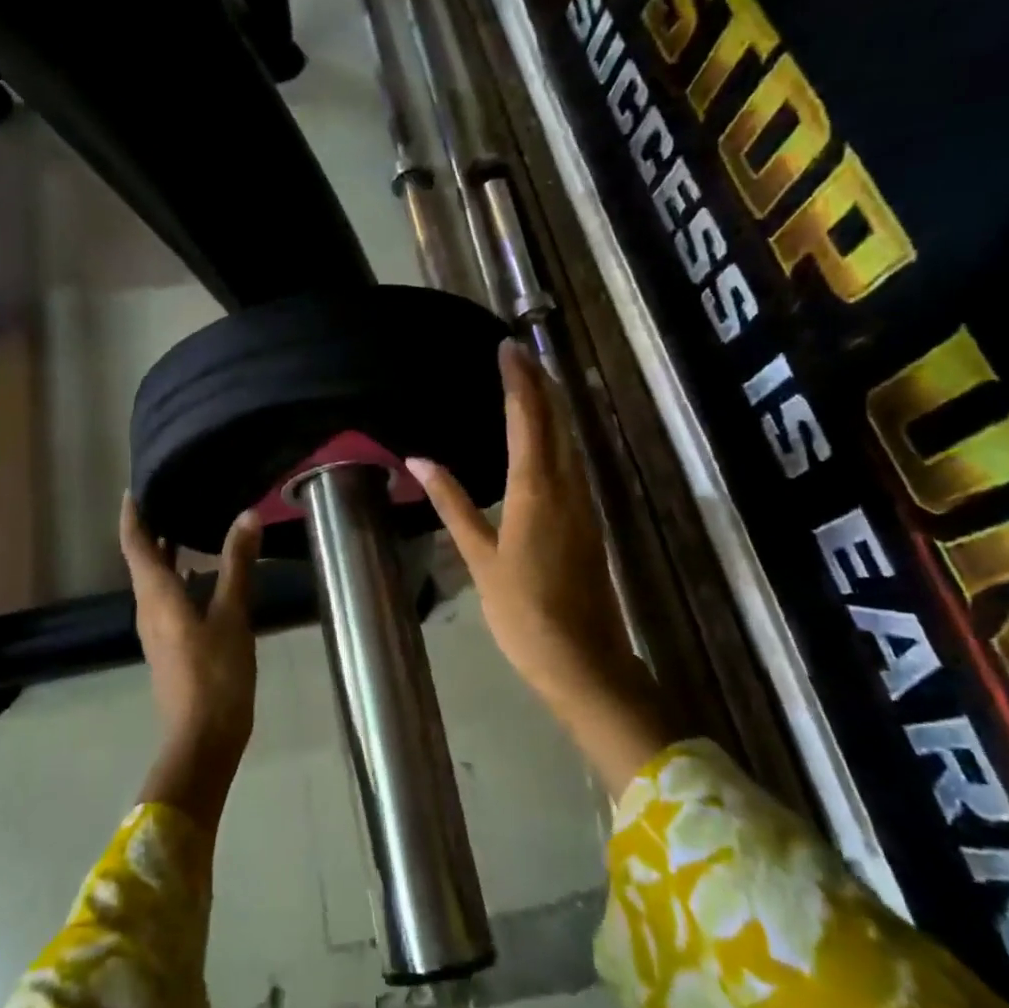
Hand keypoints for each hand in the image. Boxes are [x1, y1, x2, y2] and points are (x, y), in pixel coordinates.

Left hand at [120, 492, 262, 765]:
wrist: (203, 740)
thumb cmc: (215, 675)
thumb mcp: (232, 616)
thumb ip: (237, 565)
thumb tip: (246, 515)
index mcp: (156, 596)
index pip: (135, 544)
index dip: (133, 515)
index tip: (135, 488)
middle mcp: (149, 608)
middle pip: (142, 561)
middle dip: (150, 529)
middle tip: (171, 496)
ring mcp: (157, 630)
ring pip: (155, 581)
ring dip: (165, 553)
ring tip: (189, 525)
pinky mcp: (170, 645)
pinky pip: (167, 598)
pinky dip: (179, 576)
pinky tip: (204, 574)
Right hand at [408, 341, 667, 794]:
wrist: (583, 659)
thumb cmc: (523, 611)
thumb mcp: (480, 558)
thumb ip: (452, 504)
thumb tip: (418, 460)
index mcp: (536, 489)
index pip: (528, 418)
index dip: (518, 380)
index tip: (506, 348)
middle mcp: (567, 485)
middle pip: (557, 420)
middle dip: (539, 382)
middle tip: (518, 353)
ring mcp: (585, 502)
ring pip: (570, 438)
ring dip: (552, 405)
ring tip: (529, 381)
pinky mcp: (590, 519)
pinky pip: (573, 461)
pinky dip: (558, 435)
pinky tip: (546, 437)